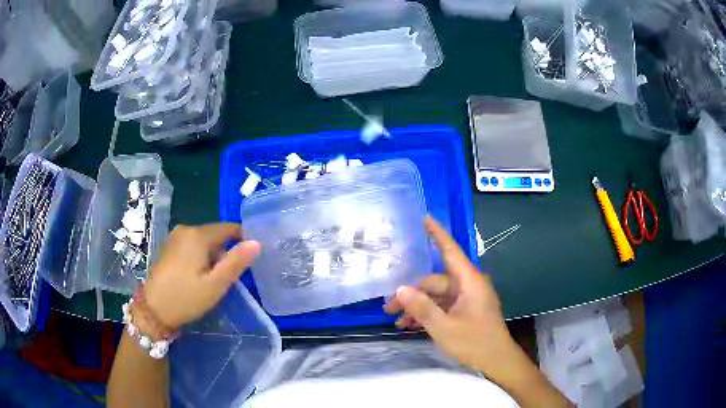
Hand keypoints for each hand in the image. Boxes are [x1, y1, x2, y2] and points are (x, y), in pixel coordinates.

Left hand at [142, 223, 260, 330]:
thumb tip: (257, 242)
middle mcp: (185, 229)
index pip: (229, 228)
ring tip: (217, 278)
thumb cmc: (186, 298)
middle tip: (233, 276)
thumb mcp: (215, 285)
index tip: (251, 257)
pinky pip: (192, 245)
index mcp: (197, 235)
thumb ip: (236, 262)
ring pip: (204, 240)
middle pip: (216, 234)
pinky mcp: (169, 247)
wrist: (153, 310)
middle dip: (227, 250)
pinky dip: (201, 256)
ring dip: (214, 255)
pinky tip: (200, 275)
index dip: (243, 239)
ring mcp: (175, 237)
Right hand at [384, 217, 516, 376]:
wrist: (496, 362)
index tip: (425, 218)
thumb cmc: (474, 342)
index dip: (437, 234)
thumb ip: (422, 308)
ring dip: (418, 307)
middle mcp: (469, 285)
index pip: (451, 251)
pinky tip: (411, 326)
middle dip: (412, 293)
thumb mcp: (444, 328)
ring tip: (397, 321)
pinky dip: (428, 313)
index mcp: (469, 282)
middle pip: (436, 282)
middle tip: (389, 308)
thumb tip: (400, 289)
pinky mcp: (466, 310)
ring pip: (437, 296)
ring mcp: (468, 299)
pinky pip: (443, 306)